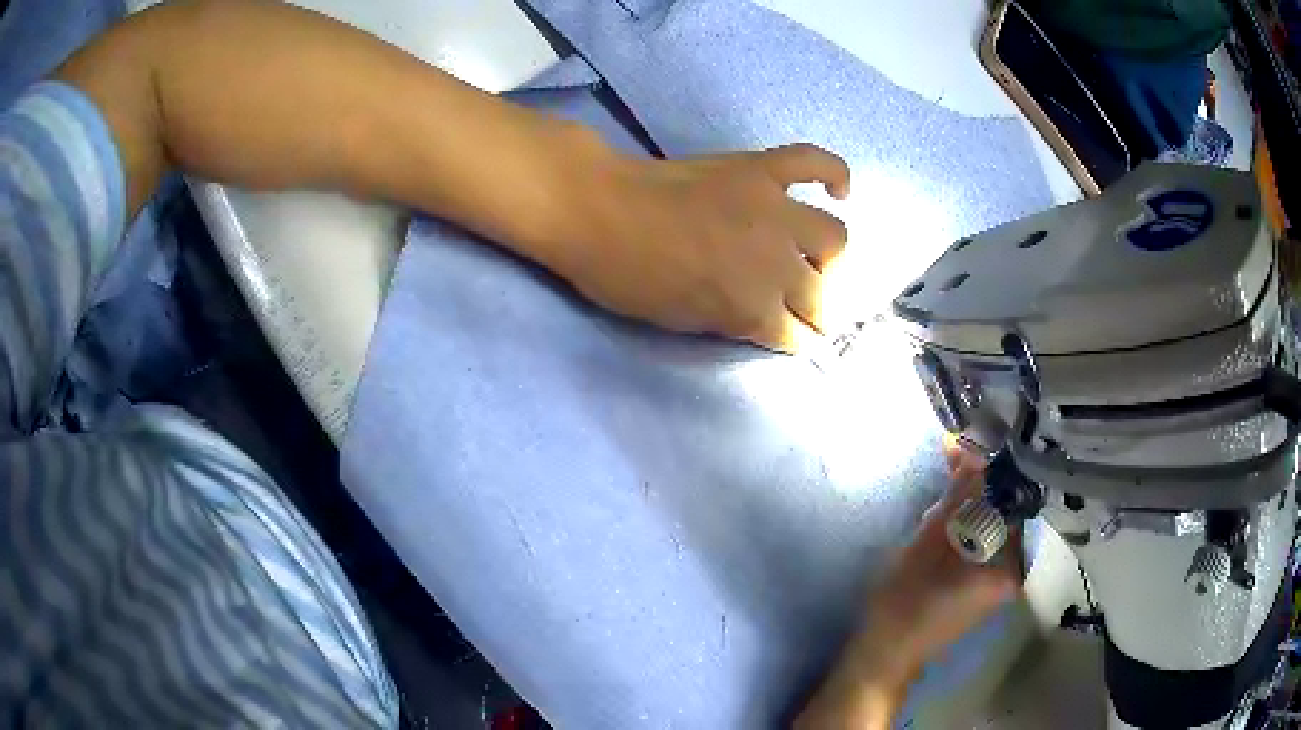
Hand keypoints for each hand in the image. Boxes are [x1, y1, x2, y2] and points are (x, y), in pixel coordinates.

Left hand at [551, 143, 850, 352]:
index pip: (795, 336)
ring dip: (828, 257)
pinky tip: (840, 191)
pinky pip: (815, 162)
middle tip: (799, 305)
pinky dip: (835, 174)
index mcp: (751, 308)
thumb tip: (763, 319)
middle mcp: (776, 262)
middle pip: (819, 295)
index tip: (794, 338)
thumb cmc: (626, 276)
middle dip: (814, 309)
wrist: (597, 208)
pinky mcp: (761, 169)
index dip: (795, 341)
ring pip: (833, 238)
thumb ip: (732, 321)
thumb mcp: (679, 321)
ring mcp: (773, 208)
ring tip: (812, 257)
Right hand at [796, 440, 1021, 729]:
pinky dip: (973, 519)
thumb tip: (972, 446)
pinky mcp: (991, 583)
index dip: (990, 464)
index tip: (968, 440)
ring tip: (950, 475)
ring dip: (975, 497)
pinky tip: (952, 508)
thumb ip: (956, 496)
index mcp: (1005, 564)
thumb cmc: (900, 602)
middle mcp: (1016, 570)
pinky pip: (990, 539)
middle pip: (1007, 508)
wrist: (887, 653)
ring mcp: (1005, 579)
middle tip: (953, 455)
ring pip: (997, 522)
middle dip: (981, 478)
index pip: (1010, 497)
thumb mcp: (925, 542)